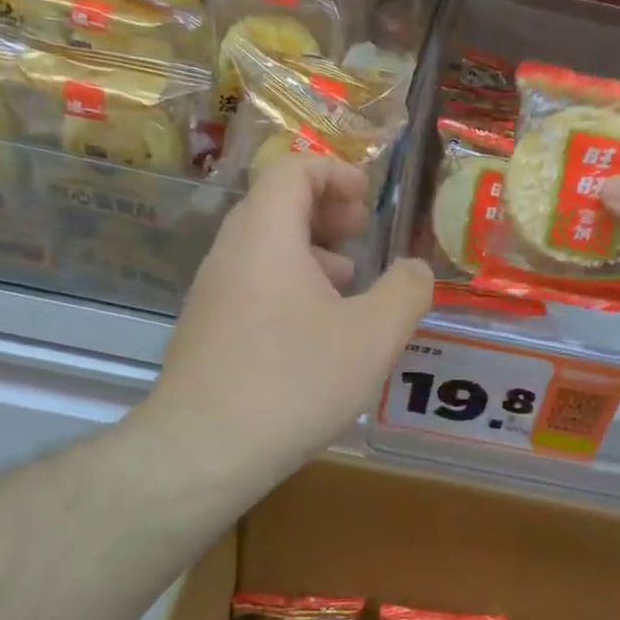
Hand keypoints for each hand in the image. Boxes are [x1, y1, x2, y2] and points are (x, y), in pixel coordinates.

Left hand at [140, 154, 433, 485]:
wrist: (203, 451)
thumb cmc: (294, 380)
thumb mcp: (373, 335)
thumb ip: (406, 290)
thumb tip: (416, 269)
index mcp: (266, 234)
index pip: (293, 167)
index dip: (336, 172)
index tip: (369, 200)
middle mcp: (232, 251)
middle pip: (278, 202)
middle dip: (328, 208)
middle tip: (364, 232)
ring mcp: (213, 290)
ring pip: (266, 244)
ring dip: (312, 247)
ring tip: (351, 279)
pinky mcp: (209, 326)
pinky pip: (254, 280)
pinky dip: (292, 281)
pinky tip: (320, 327)